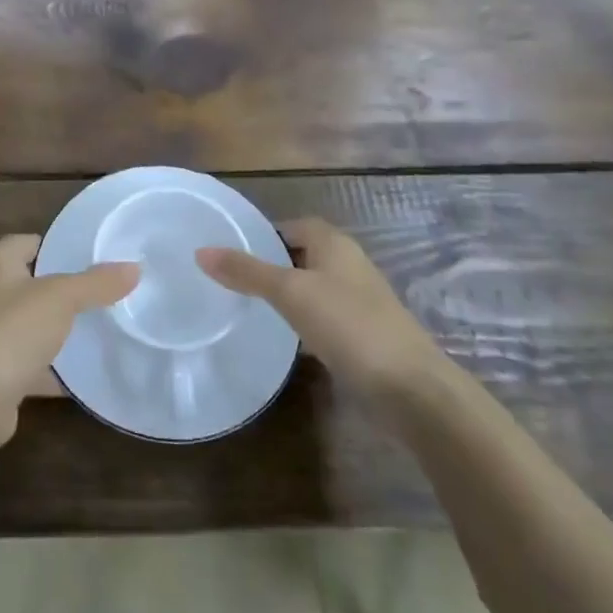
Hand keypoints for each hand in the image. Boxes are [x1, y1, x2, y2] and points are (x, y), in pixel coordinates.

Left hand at [0, 234, 138, 449]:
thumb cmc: (9, 333)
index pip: (31, 242)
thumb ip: (96, 283)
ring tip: (103, 330)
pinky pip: (31, 364)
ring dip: (60, 331)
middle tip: (107, 292)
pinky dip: (54, 370)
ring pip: (32, 326)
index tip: (97, 256)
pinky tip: (85, 376)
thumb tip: (134, 267)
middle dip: (66, 290)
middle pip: (33, 284)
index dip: (61, 246)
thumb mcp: (60, 299)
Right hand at [198, 218, 445, 391]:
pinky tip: (283, 337)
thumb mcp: (290, 292)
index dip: (264, 233)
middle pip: (302, 254)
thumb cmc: (348, 325)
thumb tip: (201, 251)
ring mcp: (359, 301)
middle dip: (272, 263)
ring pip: (313, 287)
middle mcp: (348, 264)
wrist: (411, 388)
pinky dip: (303, 321)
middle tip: (232, 278)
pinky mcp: (363, 334)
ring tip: (248, 306)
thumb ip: (246, 271)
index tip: (232, 250)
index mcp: (334, 243)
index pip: (293, 225)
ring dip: (287, 294)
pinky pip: (323, 316)